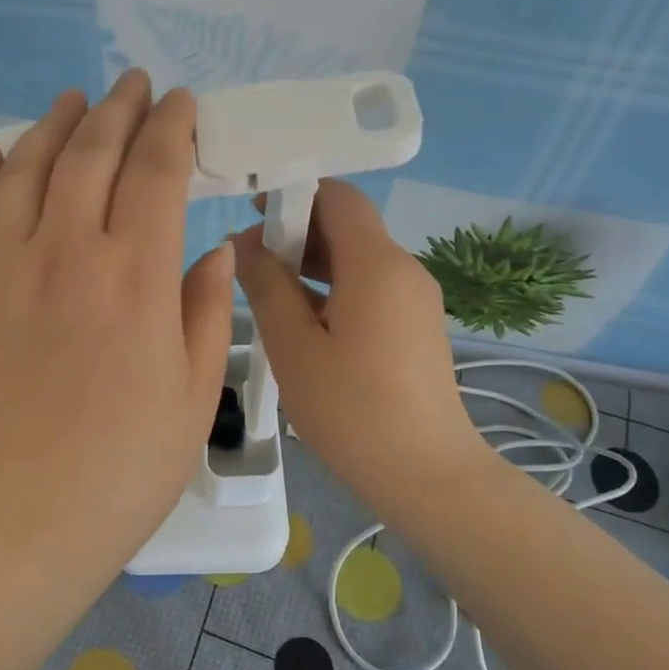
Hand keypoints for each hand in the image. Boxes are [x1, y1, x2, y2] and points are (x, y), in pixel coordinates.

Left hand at [0, 71, 234, 569]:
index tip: (181, 104)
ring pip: (24, 168)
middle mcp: (66, 253)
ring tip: (73, 102)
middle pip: (91, 153)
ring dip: (52, 125)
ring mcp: (1, 268)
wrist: (24, 516)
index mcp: (135, 278)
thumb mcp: (194, 393)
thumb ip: (204, 310)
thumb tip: (212, 253)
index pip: (156, 172)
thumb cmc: (125, 466)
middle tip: (133, 84)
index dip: (171, 128)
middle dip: (118, 108)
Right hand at [233, 180, 484, 521]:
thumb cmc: (351, 410)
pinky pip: (370, 287)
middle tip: (246, 260)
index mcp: (377, 264)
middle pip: (348, 225)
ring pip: (358, 259)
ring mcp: (415, 299)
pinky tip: (300, 320)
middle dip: (296, 231)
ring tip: (264, 289)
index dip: (292, 194)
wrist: (426, 475)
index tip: (250, 215)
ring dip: (312, 263)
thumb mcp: (294, 348)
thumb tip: (242, 244)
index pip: (337, 196)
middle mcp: (404, 269)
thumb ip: (266, 287)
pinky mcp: (416, 327)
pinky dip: (333, 289)